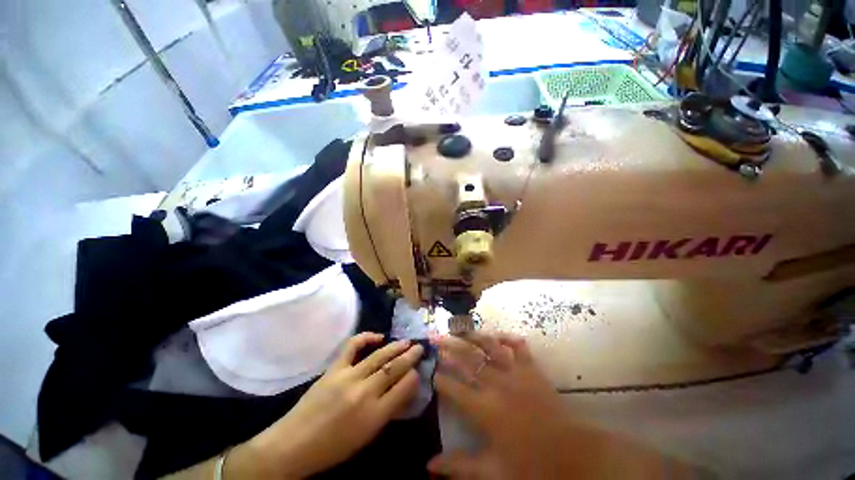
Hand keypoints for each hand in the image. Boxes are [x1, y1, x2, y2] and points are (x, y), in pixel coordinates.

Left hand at [230, 332, 424, 477]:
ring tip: (407, 341)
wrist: (294, 445)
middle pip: (394, 368)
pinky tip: (378, 336)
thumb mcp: (367, 436)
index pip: (404, 387)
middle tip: (420, 347)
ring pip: (379, 356)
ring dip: (396, 346)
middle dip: (410, 357)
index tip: (418, 371)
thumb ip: (388, 411)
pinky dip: (366, 337)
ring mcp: (348, 377)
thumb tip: (404, 389)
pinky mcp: (334, 368)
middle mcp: (365, 392)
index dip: (414, 377)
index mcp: (375, 415)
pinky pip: (353, 346)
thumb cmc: (333, 448)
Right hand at [429, 332, 685, 478]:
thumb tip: (429, 466)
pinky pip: (519, 348)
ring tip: (460, 327)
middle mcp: (496, 384)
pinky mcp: (532, 370)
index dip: (439, 377)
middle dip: (449, 348)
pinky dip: (509, 339)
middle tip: (436, 337)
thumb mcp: (494, 472)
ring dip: (473, 336)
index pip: (454, 388)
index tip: (430, 369)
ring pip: (489, 347)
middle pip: (467, 360)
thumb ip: (460, 466)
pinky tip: (500, 334)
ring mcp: (516, 373)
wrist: (576, 456)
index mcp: (485, 409)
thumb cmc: (533, 467)